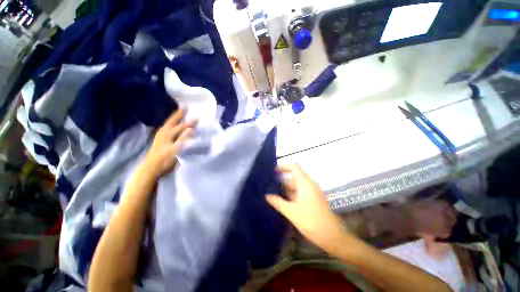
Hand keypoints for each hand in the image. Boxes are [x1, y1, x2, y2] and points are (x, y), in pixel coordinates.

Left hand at [142, 109, 196, 178]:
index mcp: (168, 134)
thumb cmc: (164, 160)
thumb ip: (183, 138)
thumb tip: (191, 128)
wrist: (150, 169)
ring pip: (168, 125)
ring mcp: (160, 137)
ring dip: (173, 119)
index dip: (190, 122)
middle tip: (183, 107)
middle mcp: (163, 133)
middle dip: (178, 114)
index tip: (197, 117)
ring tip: (178, 114)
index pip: (181, 126)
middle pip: (172, 122)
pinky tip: (171, 127)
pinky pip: (167, 129)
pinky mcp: (159, 141)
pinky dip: (170, 125)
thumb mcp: (176, 150)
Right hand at [266, 164, 351, 253]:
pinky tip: (283, 200)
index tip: (273, 170)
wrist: (332, 236)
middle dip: (282, 179)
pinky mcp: (313, 199)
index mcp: (305, 183)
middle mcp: (309, 185)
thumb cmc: (311, 221)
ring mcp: (312, 192)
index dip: (283, 166)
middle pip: (294, 176)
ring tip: (273, 192)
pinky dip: (291, 194)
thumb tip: (267, 196)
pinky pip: (300, 192)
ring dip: (286, 188)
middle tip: (269, 183)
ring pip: (297, 185)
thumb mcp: (291, 211)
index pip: (294, 167)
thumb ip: (278, 202)